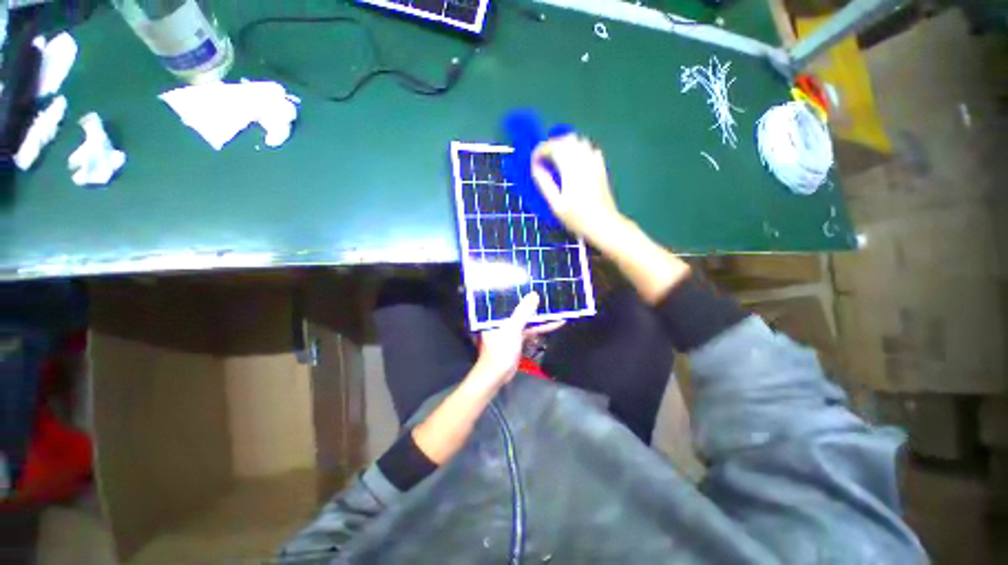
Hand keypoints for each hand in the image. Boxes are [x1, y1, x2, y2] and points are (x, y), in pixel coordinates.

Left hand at [472, 292, 562, 387]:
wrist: (497, 375)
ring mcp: (511, 328)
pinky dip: (541, 327)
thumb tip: (534, 295)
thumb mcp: (512, 329)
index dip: (522, 290)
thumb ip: (522, 313)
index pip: (509, 298)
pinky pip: (531, 329)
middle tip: (550, 294)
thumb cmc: (500, 350)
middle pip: (520, 308)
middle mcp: (503, 318)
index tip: (535, 283)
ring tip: (558, 308)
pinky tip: (555, 323)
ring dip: (541, 316)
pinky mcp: (518, 337)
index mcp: (496, 314)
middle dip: (535, 303)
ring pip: (528, 319)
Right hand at [531, 136, 624, 246]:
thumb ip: (545, 184)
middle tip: (544, 159)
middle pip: (567, 139)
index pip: (554, 147)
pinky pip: (591, 149)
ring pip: (580, 141)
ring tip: (558, 160)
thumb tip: (535, 168)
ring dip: (566, 146)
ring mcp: (595, 163)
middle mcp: (584, 162)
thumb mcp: (556, 205)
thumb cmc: (577, 218)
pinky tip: (576, 163)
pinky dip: (580, 150)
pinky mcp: (602, 168)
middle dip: (553, 145)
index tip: (534, 161)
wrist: (603, 225)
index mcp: (571, 170)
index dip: (541, 150)